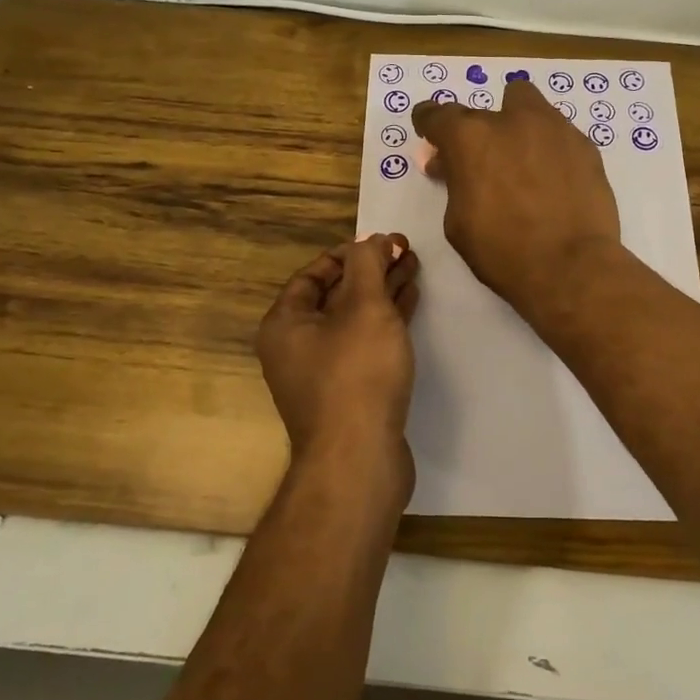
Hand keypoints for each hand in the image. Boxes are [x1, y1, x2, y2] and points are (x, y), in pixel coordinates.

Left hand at [255, 233, 420, 492]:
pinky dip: (386, 322)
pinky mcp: (348, 394)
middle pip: (335, 295)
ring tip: (414, 269)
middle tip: (406, 251)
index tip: (383, 242)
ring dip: (382, 293)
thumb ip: (369, 265)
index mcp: (284, 324)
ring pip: (353, 320)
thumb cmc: (356, 374)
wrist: (359, 461)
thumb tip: (371, 239)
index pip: (313, 275)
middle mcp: (295, 347)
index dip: (348, 253)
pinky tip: (410, 305)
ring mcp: (321, 374)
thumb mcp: (365, 307)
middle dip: (371, 271)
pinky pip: (365, 344)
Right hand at [412, 80, 621, 310]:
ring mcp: (553, 128)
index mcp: (469, 138)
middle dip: (478, 133)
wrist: (571, 266)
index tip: (431, 133)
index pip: (437, 115)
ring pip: (527, 105)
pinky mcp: (584, 144)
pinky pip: (557, 133)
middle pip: (483, 109)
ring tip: (523, 161)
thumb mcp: (458, 222)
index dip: (429, 123)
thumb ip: (454, 183)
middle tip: (483, 162)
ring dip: (517, 125)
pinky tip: (553, 178)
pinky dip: (549, 148)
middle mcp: (510, 120)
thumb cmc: (502, 250)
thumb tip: (452, 166)